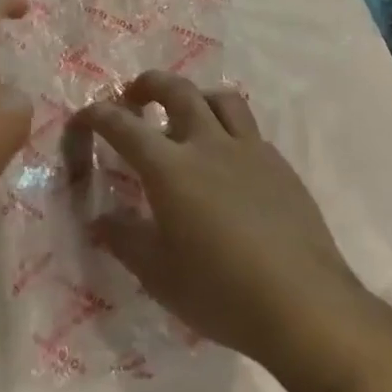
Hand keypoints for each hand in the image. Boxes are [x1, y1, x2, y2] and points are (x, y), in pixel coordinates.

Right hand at [67, 71, 378, 369]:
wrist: (306, 307)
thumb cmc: (221, 292)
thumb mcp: (158, 274)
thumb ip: (124, 239)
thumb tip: (100, 220)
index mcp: (170, 168)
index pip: (123, 126)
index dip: (97, 116)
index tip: (84, 118)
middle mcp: (208, 145)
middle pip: (177, 90)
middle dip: (148, 84)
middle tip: (134, 96)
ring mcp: (250, 151)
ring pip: (221, 99)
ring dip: (196, 96)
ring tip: (187, 114)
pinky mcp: (281, 167)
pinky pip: (249, 131)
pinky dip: (228, 131)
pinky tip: (228, 162)